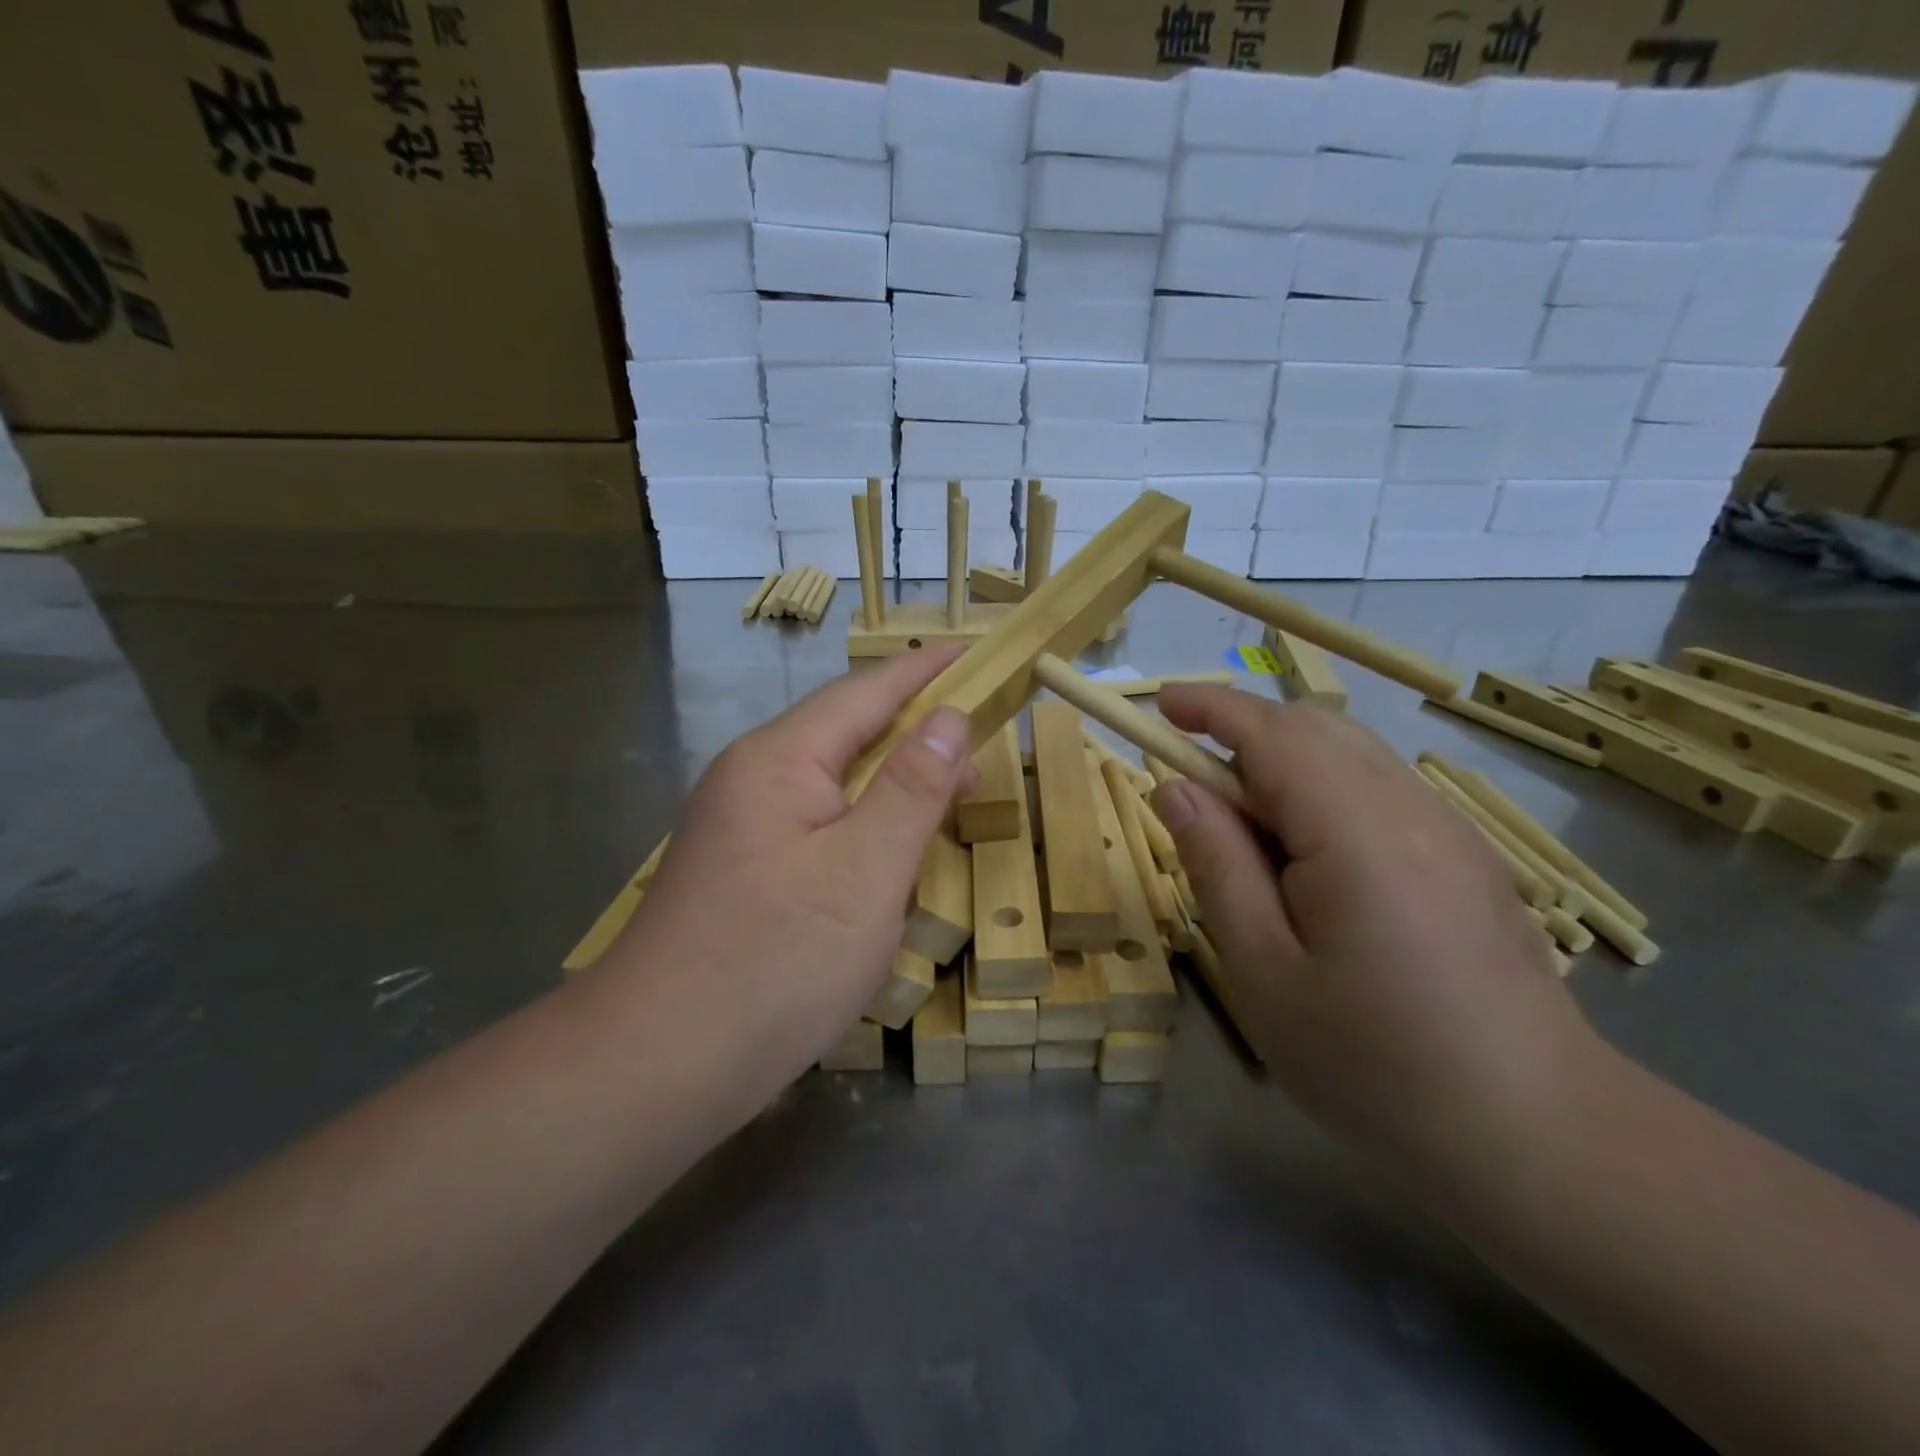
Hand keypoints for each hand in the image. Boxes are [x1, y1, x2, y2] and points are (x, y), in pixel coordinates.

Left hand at [593, 651, 976, 1098]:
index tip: (972, 652)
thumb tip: (948, 719)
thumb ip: (912, 788)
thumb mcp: (865, 871)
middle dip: (914, 733)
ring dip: (891, 783)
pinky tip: (887, 853)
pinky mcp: (743, 873)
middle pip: (846, 733)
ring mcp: (741, 828)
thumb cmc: (774, 962)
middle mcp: (752, 779)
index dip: (923, 671)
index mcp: (779, 760)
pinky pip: (817, 826)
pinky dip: (864, 825)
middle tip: (980, 750)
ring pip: (832, 784)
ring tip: (947, 797)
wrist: (657, 1066)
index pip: (865, 692)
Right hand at [1151, 687, 1600, 1195]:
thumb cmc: (1374, 1062)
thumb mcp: (1263, 970)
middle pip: (1316, 727)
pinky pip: (1378, 789)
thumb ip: (1216, 864)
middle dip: (1244, 735)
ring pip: (1349, 753)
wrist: (1537, 1134)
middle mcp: (1411, 809)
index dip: (1212, 708)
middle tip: (1195, 793)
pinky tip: (1311, 865)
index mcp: (1357, 833)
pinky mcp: (1466, 855)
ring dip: (1282, 765)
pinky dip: (1323, 792)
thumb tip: (1176, 788)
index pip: (1273, 733)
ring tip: (1248, 839)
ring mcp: (1450, 829)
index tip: (1160, 707)